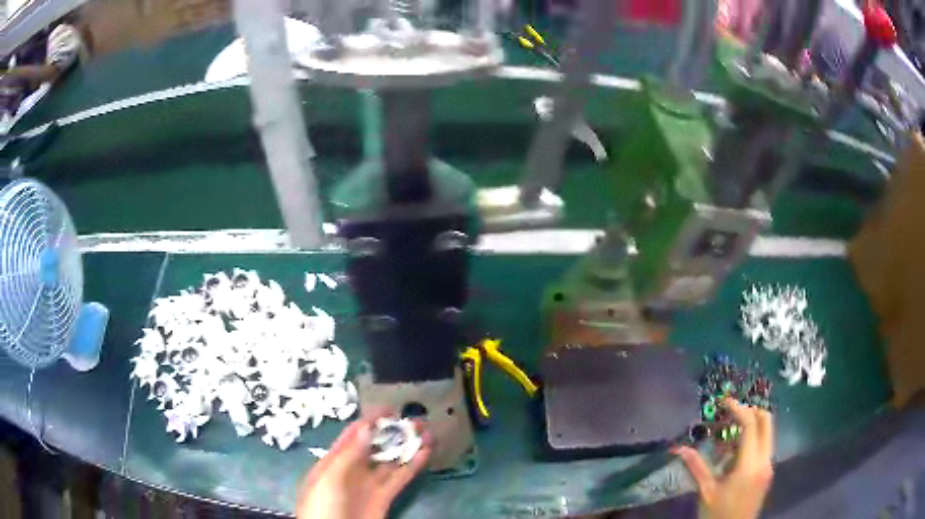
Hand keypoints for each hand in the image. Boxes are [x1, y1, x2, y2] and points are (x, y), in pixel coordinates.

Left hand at [296, 414, 431, 518]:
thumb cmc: (321, 505)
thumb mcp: (329, 479)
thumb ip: (348, 454)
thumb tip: (365, 426)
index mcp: (334, 460)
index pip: (354, 435)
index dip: (371, 420)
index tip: (390, 409)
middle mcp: (354, 469)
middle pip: (376, 446)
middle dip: (394, 432)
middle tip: (415, 420)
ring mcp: (370, 483)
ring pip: (391, 460)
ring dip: (408, 446)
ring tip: (427, 432)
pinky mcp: (385, 497)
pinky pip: (400, 478)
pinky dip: (413, 465)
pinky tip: (426, 452)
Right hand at [672, 398, 773, 518]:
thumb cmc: (718, 514)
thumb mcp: (706, 491)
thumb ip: (697, 467)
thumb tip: (678, 449)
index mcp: (750, 464)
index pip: (751, 425)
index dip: (739, 409)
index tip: (725, 401)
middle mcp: (765, 460)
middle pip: (766, 422)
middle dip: (751, 411)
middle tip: (732, 411)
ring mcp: (769, 465)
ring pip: (768, 432)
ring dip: (752, 425)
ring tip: (730, 431)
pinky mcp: (767, 471)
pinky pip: (764, 445)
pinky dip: (753, 439)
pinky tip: (735, 451)